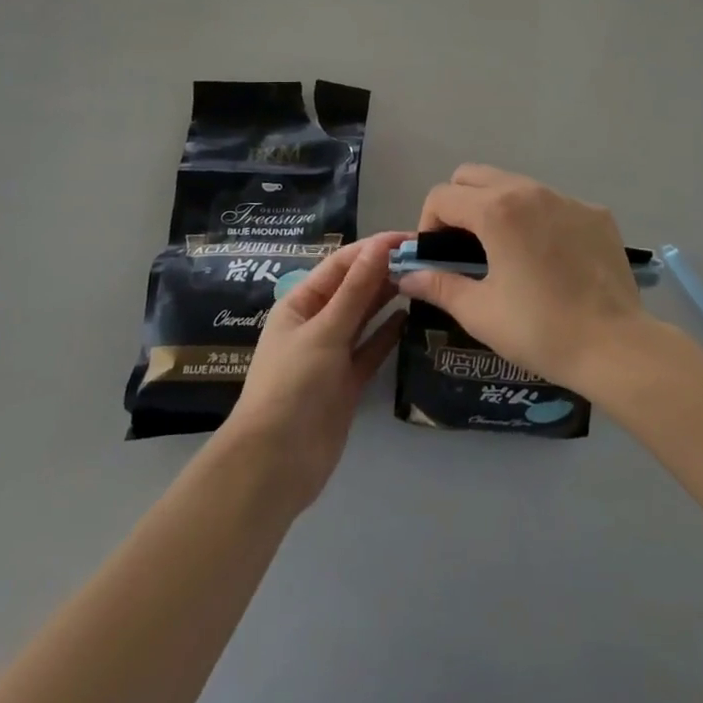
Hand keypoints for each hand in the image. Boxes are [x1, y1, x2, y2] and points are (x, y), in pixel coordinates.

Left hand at [220, 233, 407, 511]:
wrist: (276, 464)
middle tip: (427, 259)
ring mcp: (332, 353)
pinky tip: (411, 318)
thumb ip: (356, 290)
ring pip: (365, 316)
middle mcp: (316, 323)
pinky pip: (371, 348)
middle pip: (354, 288)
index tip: (410, 238)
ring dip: (389, 298)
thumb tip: (380, 246)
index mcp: (300, 303)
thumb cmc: (293, 386)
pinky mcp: (348, 382)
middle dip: (385, 271)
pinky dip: (388, 333)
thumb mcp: (324, 331)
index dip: (374, 248)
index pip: (341, 264)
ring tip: (424, 281)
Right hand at [397, 166, 649, 392]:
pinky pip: (553, 203)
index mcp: (496, 209)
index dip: (428, 224)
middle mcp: (529, 190)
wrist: (615, 345)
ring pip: (516, 184)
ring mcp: (567, 198)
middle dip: (458, 204)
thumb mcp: (480, 312)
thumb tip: (406, 276)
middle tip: (463, 246)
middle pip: (474, 175)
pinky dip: (538, 220)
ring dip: (498, 207)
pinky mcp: (595, 213)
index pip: (442, 196)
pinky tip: (550, 260)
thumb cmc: (539, 329)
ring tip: (506, 252)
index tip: (436, 257)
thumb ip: (439, 285)